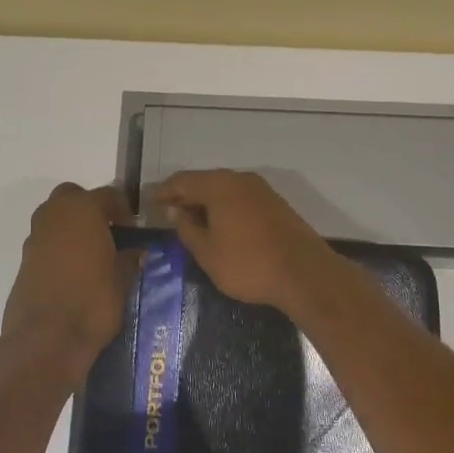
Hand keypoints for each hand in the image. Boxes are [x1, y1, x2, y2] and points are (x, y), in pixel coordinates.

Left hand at [1, 183, 137, 384]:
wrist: (46, 340)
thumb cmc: (93, 302)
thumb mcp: (123, 279)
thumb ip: (130, 259)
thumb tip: (135, 251)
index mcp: (83, 210)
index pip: (108, 194)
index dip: (123, 210)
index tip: (133, 229)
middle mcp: (54, 215)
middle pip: (73, 196)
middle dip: (90, 208)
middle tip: (108, 233)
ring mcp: (35, 237)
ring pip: (55, 217)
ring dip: (72, 227)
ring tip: (91, 254)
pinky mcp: (23, 261)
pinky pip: (45, 242)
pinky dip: (58, 247)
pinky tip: (73, 272)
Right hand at [151, 170, 342, 312]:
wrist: (304, 273)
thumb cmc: (248, 264)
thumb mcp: (207, 252)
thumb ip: (187, 228)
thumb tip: (174, 210)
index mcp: (219, 186)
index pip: (182, 180)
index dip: (164, 191)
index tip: (150, 202)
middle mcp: (240, 179)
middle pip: (205, 181)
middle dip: (185, 195)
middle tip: (168, 212)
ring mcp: (261, 190)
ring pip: (224, 189)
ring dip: (206, 201)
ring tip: (192, 220)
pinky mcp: (275, 203)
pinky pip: (240, 198)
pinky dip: (225, 207)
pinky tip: (221, 224)